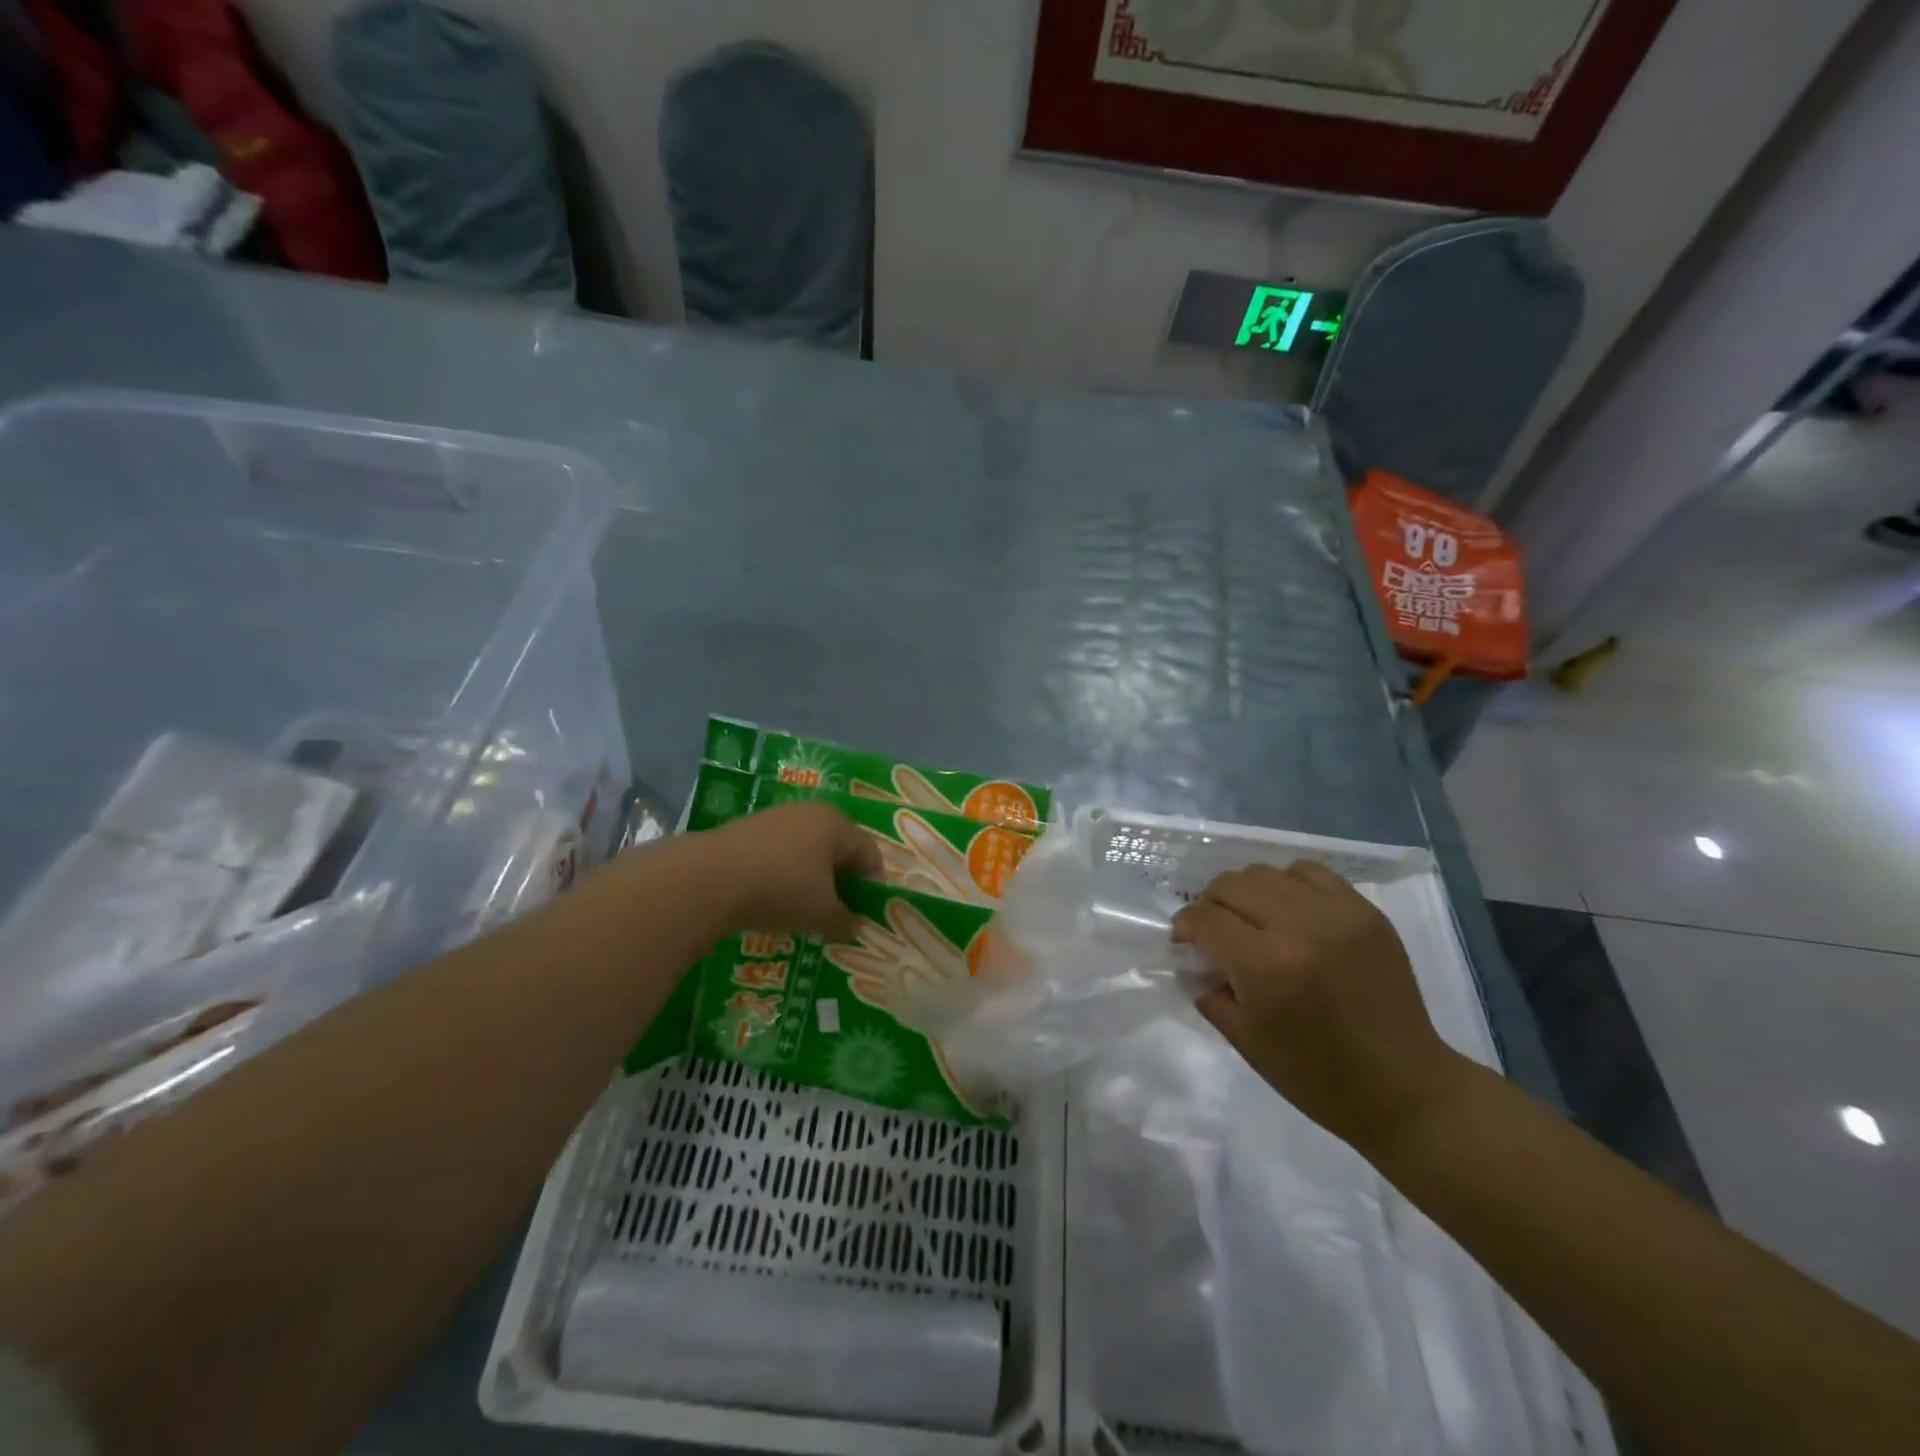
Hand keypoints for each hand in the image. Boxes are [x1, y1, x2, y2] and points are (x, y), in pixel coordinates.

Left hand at [696, 802, 880, 940]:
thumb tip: (857, 927)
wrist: (709, 879)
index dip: (873, 883)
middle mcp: (810, 812)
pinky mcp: (747, 829)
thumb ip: (845, 921)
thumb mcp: (821, 914)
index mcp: (837, 824)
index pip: (869, 851)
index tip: (868, 910)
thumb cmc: (781, 889)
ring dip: (812, 876)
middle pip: (838, 847)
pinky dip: (785, 872)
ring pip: (807, 848)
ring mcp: (776, 817)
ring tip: (806, 906)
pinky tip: (774, 896)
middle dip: (842, 878)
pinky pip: (780, 852)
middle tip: (839, 909)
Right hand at [1172, 861, 1463, 1155]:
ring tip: (1251, 919)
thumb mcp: (1245, 1041)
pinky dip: (1287, 884)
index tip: (1184, 940)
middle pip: (1231, 886)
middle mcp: (1299, 928)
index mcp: (1267, 967)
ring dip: (1246, 892)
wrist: (1405, 1089)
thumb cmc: (1317, 1077)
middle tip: (1214, 931)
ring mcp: (1337, 914)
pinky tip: (1289, 911)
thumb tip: (1189, 959)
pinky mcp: (1365, 911)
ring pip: (1265, 873)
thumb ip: (1206, 992)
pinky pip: (1310, 873)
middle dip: (1210, 905)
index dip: (1185, 926)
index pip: (1205, 919)